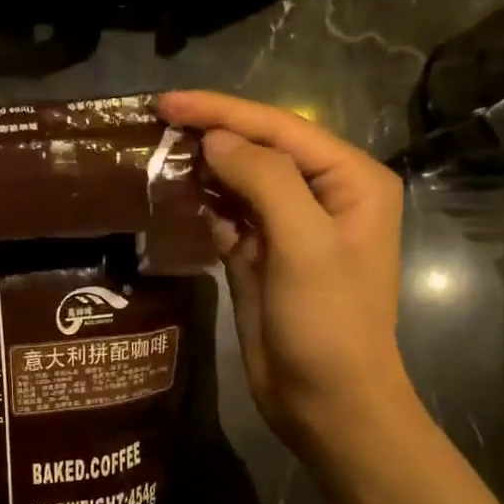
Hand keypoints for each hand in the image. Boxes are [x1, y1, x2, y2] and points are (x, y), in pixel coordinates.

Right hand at [157, 91, 412, 455]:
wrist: (327, 401)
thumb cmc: (328, 323)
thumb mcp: (304, 245)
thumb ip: (265, 181)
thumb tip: (215, 141)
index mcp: (349, 181)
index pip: (280, 129)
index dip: (222, 112)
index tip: (166, 101)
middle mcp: (322, 195)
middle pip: (259, 149)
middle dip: (210, 133)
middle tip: (154, 121)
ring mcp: (289, 227)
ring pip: (239, 180)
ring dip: (201, 166)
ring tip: (155, 149)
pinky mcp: (261, 255)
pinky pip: (228, 215)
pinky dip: (201, 203)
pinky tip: (172, 192)